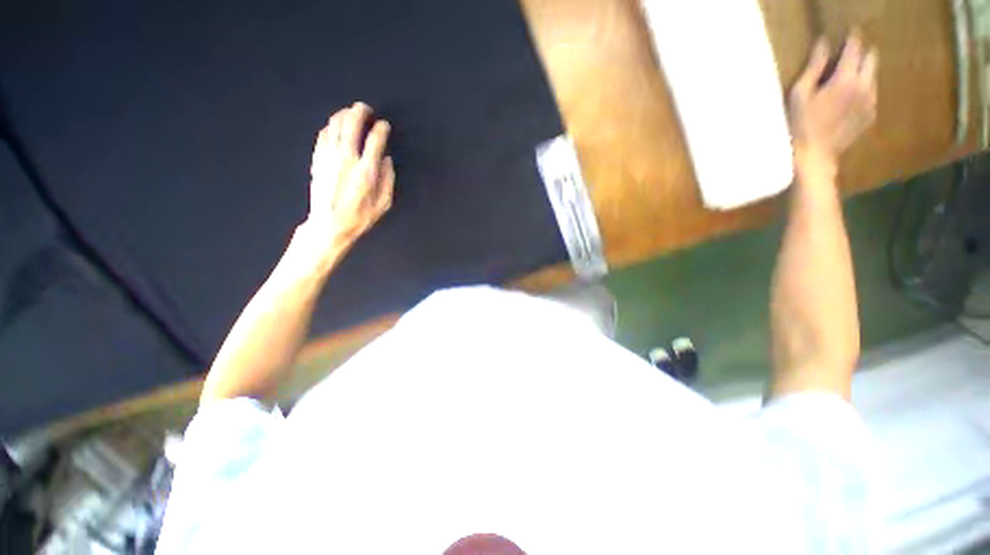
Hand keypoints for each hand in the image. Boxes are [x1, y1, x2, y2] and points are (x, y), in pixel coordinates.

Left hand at [303, 102, 394, 254]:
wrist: (329, 224)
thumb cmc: (360, 217)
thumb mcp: (383, 204)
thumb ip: (388, 179)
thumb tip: (386, 159)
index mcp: (367, 171)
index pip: (376, 140)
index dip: (382, 128)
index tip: (385, 125)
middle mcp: (347, 158)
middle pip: (352, 124)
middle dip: (360, 111)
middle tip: (366, 109)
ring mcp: (329, 156)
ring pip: (335, 124)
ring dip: (344, 115)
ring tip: (351, 113)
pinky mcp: (318, 159)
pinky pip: (323, 134)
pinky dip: (330, 126)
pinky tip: (335, 127)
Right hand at [788, 33, 877, 172]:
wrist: (814, 156)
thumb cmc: (800, 125)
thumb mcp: (799, 94)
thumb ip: (814, 67)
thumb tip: (823, 43)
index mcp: (846, 79)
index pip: (854, 49)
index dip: (851, 39)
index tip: (848, 34)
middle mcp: (864, 86)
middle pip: (871, 59)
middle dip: (861, 54)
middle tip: (849, 56)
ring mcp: (870, 102)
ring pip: (873, 76)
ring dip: (863, 73)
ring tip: (848, 77)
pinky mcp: (870, 115)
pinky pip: (871, 94)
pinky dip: (863, 91)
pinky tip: (849, 99)